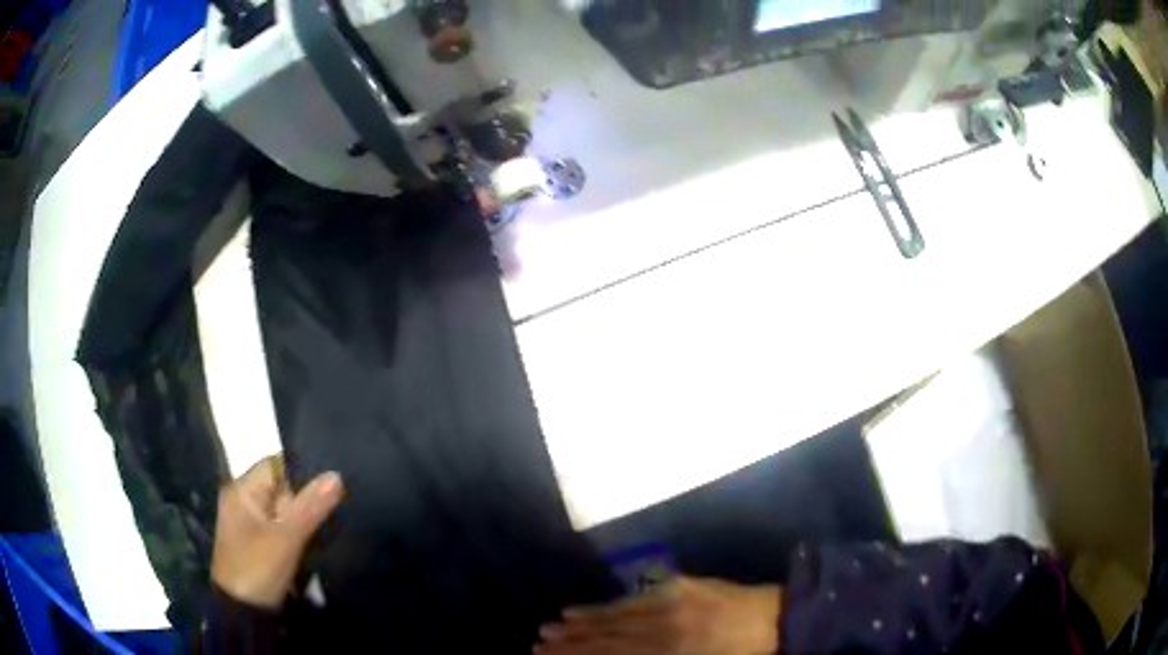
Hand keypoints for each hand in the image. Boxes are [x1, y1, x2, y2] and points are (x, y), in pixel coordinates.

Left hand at [211, 455, 343, 608]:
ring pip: (285, 510)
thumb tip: (336, 474)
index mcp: (241, 490)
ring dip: (305, 516)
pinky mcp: (260, 543)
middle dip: (307, 497)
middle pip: (281, 487)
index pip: (276, 465)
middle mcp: (244, 500)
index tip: (333, 480)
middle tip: (339, 504)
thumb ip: (311, 506)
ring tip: (335, 520)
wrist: (243, 612)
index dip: (303, 470)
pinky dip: (299, 531)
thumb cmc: (258, 568)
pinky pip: (283, 527)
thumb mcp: (287, 538)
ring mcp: (251, 523)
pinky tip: (319, 538)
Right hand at [536, 576, 781, 654]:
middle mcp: (665, 631)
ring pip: (616, 617)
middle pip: (608, 639)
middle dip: (570, 644)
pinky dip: (605, 605)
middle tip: (537, 645)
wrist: (777, 620)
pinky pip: (634, 598)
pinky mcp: (678, 587)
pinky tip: (585, 608)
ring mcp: (670, 605)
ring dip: (581, 624)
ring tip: (550, 627)